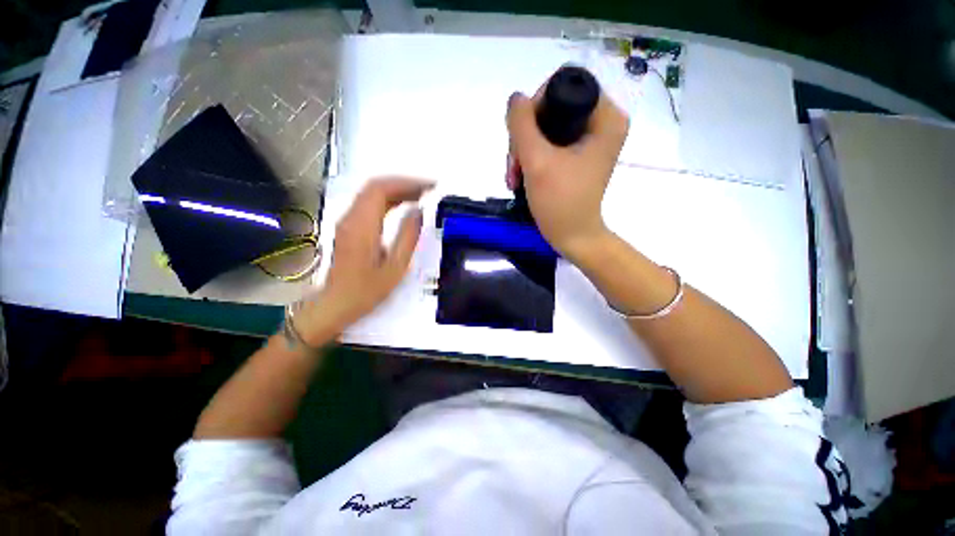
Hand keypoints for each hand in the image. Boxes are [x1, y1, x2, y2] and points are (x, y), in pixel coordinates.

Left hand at [297, 177, 433, 342]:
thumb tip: (419, 212)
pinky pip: (369, 204)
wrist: (335, 304)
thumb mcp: (395, 267)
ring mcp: (348, 221)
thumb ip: (408, 237)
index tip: (429, 187)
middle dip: (404, 183)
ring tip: (421, 195)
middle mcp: (351, 217)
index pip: (382, 189)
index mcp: (363, 226)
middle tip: (428, 190)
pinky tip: (403, 206)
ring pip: (372, 193)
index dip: (407, 183)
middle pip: (376, 186)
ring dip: (397, 190)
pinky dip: (389, 199)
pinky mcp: (349, 227)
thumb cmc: (367, 290)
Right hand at [506, 89, 628, 261]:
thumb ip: (522, 124)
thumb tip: (516, 99)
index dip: (535, 106)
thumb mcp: (537, 161)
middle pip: (553, 108)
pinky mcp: (578, 155)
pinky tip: (520, 176)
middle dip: (525, 136)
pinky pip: (549, 142)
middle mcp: (602, 123)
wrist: (571, 236)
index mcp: (606, 117)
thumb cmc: (559, 202)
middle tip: (514, 164)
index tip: (522, 137)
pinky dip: (531, 157)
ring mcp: (589, 140)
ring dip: (524, 150)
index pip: (563, 85)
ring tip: (514, 175)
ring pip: (546, 127)